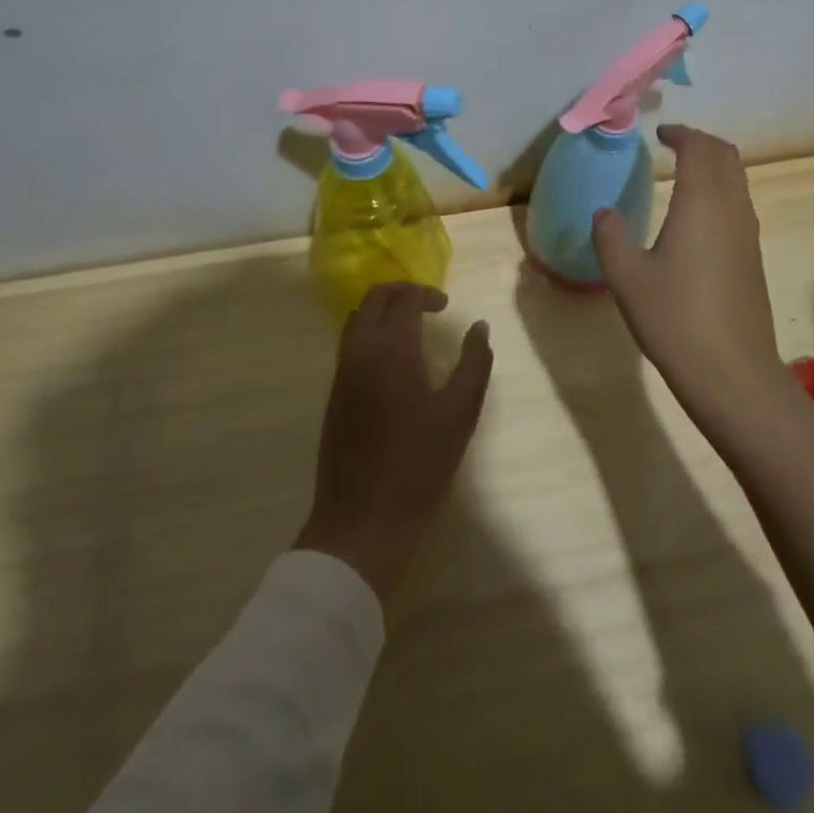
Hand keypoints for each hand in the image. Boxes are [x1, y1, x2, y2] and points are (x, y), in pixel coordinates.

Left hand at [295, 283, 492, 601]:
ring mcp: (341, 372)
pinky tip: (393, 359)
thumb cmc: (419, 464)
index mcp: (390, 348)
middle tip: (428, 306)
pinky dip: (370, 332)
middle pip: (373, 299)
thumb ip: (474, 363)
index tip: (446, 306)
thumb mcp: (460, 413)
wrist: (362, 519)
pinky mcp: (334, 394)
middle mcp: (359, 350)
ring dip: (382, 311)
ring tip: (412, 328)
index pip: (403, 298)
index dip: (426, 293)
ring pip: (356, 319)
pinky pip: (349, 344)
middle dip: (400, 293)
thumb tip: (479, 326)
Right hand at [591, 125, 790, 436]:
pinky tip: (696, 216)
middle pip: (726, 156)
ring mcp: (748, 234)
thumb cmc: (674, 318)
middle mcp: (732, 209)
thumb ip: (610, 237)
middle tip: (673, 145)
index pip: (699, 148)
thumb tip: (603, 212)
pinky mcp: (752, 257)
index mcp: (701, 203)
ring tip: (683, 174)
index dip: (680, 134)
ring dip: (714, 166)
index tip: (659, 133)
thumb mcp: (626, 277)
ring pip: (738, 180)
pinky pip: (739, 204)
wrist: (732, 371)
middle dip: (701, 143)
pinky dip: (720, 191)